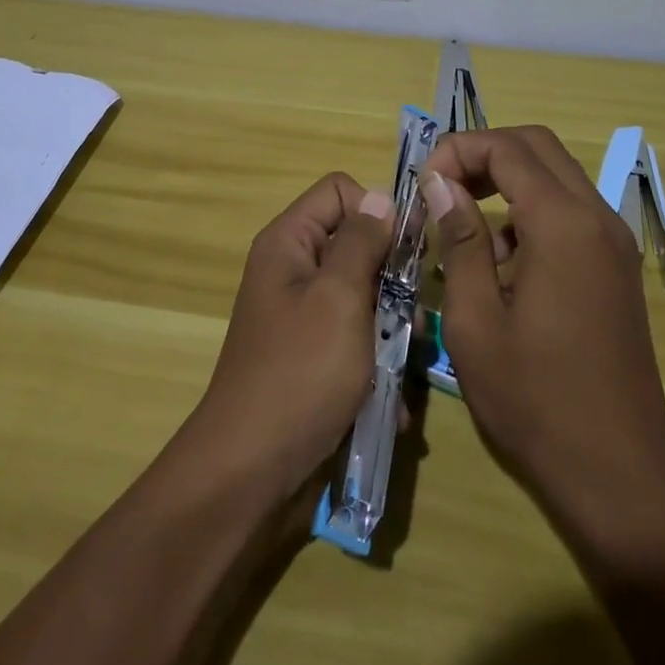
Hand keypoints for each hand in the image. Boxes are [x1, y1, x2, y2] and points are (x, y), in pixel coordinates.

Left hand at [182, 173, 395, 501]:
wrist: (252, 473)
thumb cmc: (300, 374)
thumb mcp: (338, 299)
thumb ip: (362, 243)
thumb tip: (381, 196)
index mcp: (289, 243)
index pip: (340, 191)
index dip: (376, 211)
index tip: (405, 252)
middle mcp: (293, 271)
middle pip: (356, 245)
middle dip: (390, 279)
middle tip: (411, 318)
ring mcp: (303, 317)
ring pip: (363, 298)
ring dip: (391, 330)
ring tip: (405, 365)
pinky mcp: (314, 359)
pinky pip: (356, 342)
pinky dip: (376, 366)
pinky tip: (391, 401)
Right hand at [422, 127, 664, 554]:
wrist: (621, 479)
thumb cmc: (535, 401)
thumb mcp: (475, 321)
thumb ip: (459, 240)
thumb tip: (440, 183)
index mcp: (563, 225)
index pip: (507, 147)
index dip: (458, 150)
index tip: (423, 185)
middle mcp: (597, 219)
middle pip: (537, 146)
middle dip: (483, 154)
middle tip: (442, 190)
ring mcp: (613, 243)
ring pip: (555, 176)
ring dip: (506, 184)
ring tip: (465, 235)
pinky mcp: (616, 269)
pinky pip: (569, 212)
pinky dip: (529, 213)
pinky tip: (502, 268)